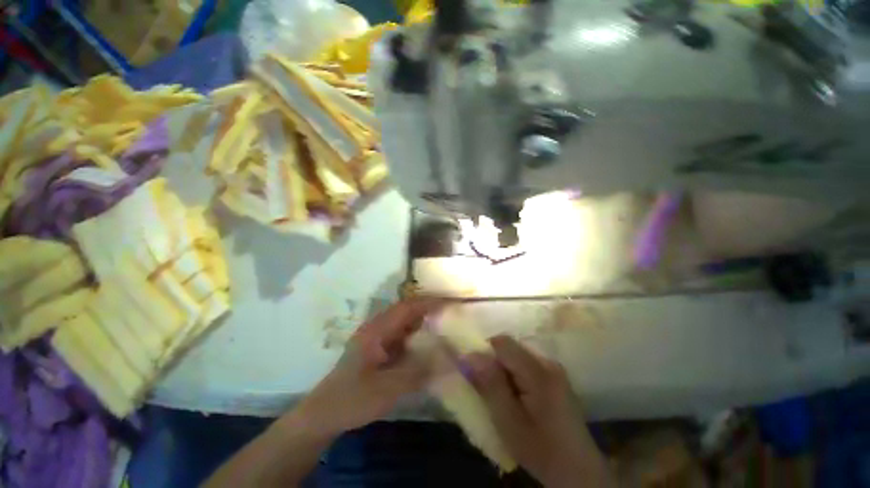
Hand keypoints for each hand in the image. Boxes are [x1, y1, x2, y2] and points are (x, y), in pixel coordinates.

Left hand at [296, 299, 442, 436]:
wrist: (323, 415)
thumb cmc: (352, 399)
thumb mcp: (386, 389)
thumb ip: (418, 373)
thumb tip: (447, 360)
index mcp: (377, 330)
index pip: (408, 307)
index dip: (430, 302)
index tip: (451, 303)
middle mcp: (378, 328)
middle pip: (407, 311)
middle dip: (429, 308)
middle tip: (452, 312)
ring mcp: (377, 338)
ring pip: (405, 322)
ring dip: (423, 321)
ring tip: (444, 325)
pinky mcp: (378, 349)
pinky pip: (402, 335)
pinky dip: (417, 336)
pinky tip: (427, 345)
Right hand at [465, 336, 613, 487]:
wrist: (580, 473)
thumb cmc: (541, 451)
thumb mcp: (509, 422)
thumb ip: (490, 385)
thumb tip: (470, 354)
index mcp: (538, 372)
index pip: (502, 342)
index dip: (484, 351)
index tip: (476, 374)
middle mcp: (548, 362)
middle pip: (510, 347)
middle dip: (494, 363)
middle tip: (488, 390)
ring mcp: (553, 368)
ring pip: (516, 355)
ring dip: (503, 370)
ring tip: (502, 396)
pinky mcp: (555, 376)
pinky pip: (526, 364)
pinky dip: (514, 375)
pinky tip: (516, 397)